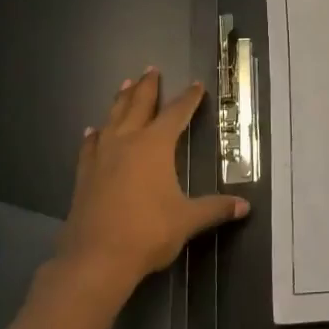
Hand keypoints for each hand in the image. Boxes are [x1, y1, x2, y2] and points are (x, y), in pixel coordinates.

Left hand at [53, 69, 249, 300]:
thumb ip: (214, 209)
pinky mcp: (84, 174)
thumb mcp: (187, 220)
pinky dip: (95, 134)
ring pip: (112, 118)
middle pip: (137, 105)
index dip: (188, 99)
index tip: (196, 85)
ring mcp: (101, 157)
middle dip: (147, 87)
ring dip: (120, 100)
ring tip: (125, 84)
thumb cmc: (148, 233)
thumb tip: (244, 206)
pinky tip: (93, 131)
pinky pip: (90, 145)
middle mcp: (127, 142)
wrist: (96, 259)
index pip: (176, 114)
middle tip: (151, 69)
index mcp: (155, 146)